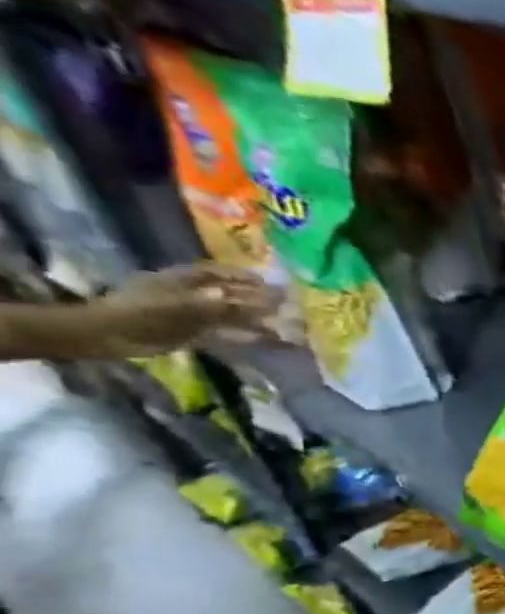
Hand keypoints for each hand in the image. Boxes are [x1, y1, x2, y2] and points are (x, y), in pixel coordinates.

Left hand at [89, 264, 280, 356]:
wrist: (109, 335)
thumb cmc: (142, 313)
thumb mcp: (183, 307)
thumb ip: (222, 306)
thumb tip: (258, 303)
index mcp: (182, 280)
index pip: (218, 273)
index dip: (242, 276)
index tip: (268, 282)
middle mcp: (189, 294)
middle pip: (228, 294)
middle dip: (256, 299)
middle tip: (285, 305)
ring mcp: (191, 314)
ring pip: (230, 315)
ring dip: (255, 319)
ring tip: (283, 325)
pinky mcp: (192, 333)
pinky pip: (225, 332)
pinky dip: (246, 335)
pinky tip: (264, 340)